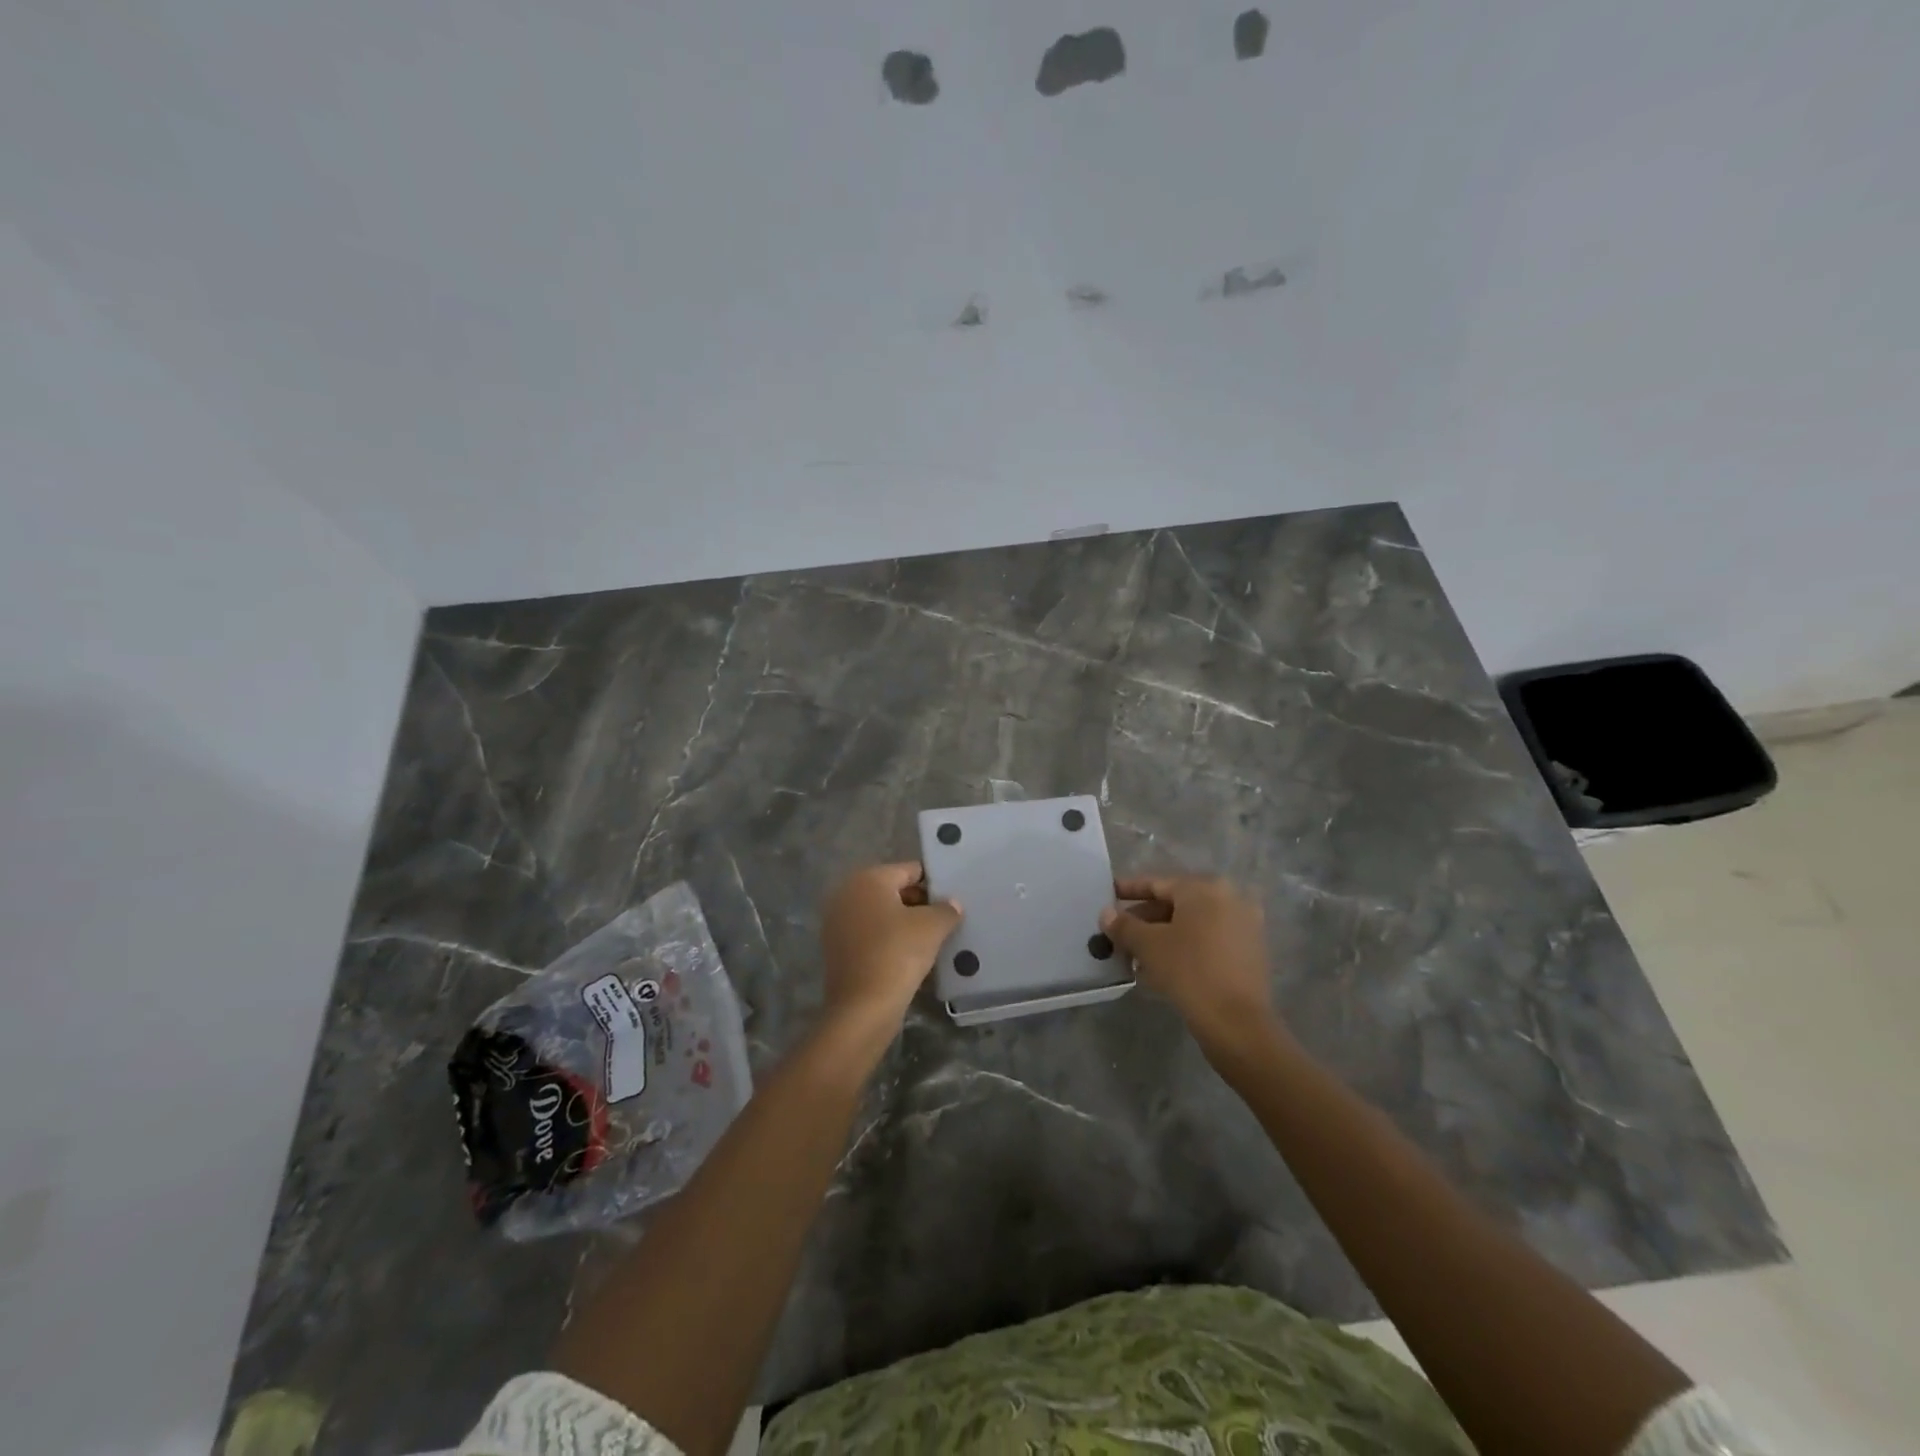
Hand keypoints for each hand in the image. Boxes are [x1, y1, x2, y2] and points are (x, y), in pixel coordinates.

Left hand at [819, 862, 959, 1043]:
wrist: (862, 1008)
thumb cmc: (898, 954)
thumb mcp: (932, 927)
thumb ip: (946, 909)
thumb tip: (952, 904)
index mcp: (868, 879)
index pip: (910, 870)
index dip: (934, 883)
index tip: (953, 899)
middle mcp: (847, 893)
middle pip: (894, 890)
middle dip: (920, 903)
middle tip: (946, 920)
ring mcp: (838, 922)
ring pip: (882, 915)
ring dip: (905, 923)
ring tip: (932, 939)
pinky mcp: (838, 949)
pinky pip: (871, 935)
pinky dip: (889, 940)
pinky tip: (911, 956)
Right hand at [1101, 876, 1283, 1059]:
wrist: (1237, 1024)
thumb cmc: (1189, 971)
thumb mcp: (1148, 946)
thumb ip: (1124, 925)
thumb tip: (1106, 914)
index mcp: (1205, 888)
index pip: (1158, 883)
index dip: (1129, 890)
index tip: (1108, 895)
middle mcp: (1230, 899)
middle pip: (1176, 904)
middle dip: (1145, 919)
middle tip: (1119, 934)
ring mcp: (1244, 926)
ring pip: (1192, 925)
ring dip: (1162, 936)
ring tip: (1134, 956)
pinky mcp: (1250, 953)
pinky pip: (1208, 941)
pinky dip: (1184, 948)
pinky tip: (1161, 968)